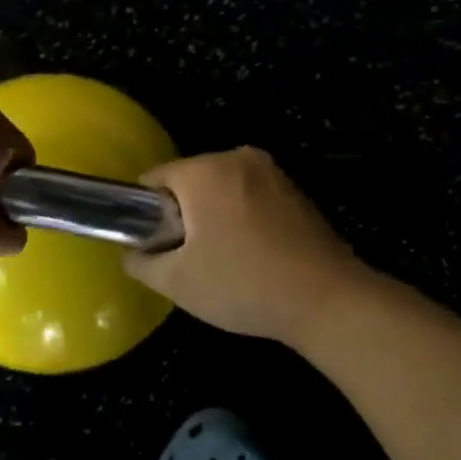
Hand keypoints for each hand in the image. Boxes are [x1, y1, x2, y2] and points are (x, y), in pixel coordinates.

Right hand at [123, 147, 376, 342]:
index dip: (144, 212)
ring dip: (212, 217)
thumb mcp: (177, 282)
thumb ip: (141, 263)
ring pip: (221, 190)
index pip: (154, 179)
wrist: (328, 301)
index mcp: (205, 171)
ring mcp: (272, 172)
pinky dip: (241, 218)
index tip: (154, 245)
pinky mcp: (295, 191)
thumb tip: (132, 254)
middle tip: (186, 258)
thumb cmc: (242, 284)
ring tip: (221, 260)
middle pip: (189, 182)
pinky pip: (250, 197)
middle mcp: (238, 158)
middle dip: (181, 214)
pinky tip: (251, 255)